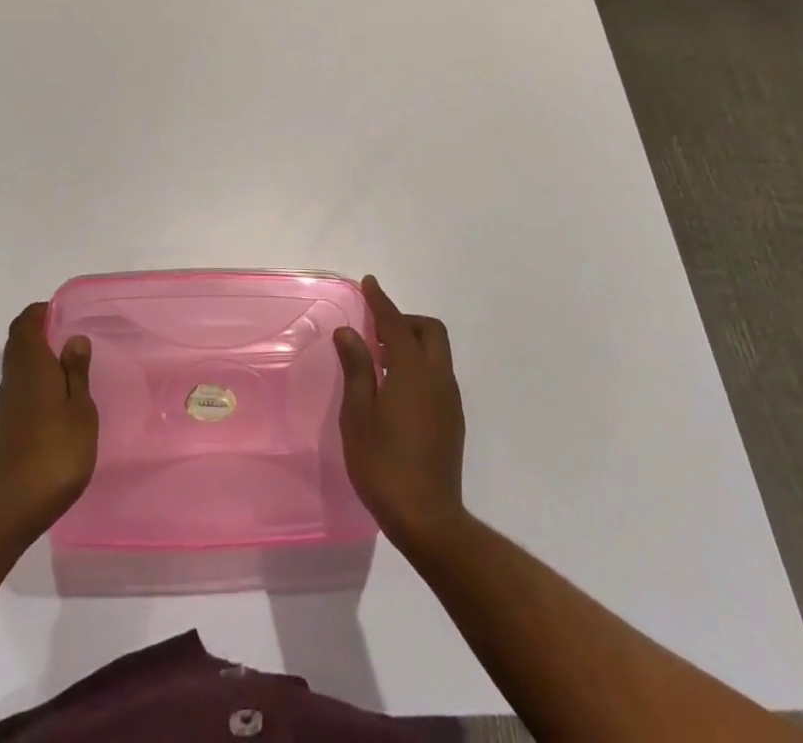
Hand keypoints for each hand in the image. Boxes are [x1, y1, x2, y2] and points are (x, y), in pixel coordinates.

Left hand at [0, 303, 97, 539]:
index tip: (62, 313)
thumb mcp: (80, 410)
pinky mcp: (2, 429)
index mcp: (31, 365)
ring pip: (16, 367)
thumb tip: (73, 338)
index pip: (25, 323)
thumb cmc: (55, 452)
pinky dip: (33, 384)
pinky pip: (17, 391)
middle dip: (38, 333)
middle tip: (68, 337)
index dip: (40, 313)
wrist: (11, 507)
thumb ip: (76, 372)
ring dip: (36, 360)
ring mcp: (4, 406)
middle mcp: (12, 379)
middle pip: (18, 343)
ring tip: (67, 369)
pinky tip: (54, 403)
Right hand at [335, 275, 466, 547]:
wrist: (428, 520)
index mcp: (413, 372)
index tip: (369, 283)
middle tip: (375, 331)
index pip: (396, 324)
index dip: (381, 301)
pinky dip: (417, 366)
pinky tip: (395, 390)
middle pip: (429, 331)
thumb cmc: (384, 464)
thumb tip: (349, 332)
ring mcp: (450, 401)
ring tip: (379, 361)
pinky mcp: (452, 421)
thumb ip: (357, 368)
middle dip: (404, 320)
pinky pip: (437, 375)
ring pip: (436, 353)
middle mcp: (437, 379)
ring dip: (411, 344)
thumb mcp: (358, 414)